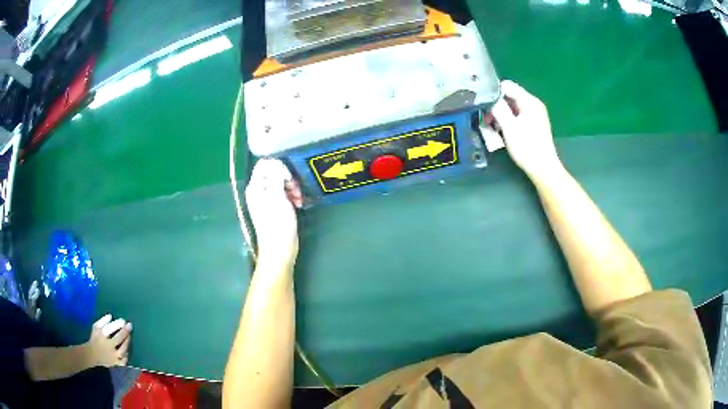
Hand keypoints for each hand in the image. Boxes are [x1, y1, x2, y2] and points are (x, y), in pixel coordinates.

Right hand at [83, 314, 131, 366]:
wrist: (92, 356)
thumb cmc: (95, 339)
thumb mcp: (95, 327)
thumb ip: (102, 321)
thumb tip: (111, 316)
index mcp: (101, 336)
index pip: (110, 328)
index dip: (117, 324)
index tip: (123, 320)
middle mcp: (108, 346)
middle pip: (119, 339)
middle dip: (125, 332)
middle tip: (130, 325)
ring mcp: (113, 356)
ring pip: (123, 349)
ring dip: (127, 342)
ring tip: (129, 336)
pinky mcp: (116, 364)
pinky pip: (124, 359)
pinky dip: (126, 354)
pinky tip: (127, 350)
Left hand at [245, 159, 302, 266]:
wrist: (280, 249)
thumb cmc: (277, 223)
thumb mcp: (277, 196)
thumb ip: (276, 176)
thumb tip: (277, 164)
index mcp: (255, 187)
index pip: (264, 164)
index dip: (278, 166)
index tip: (288, 178)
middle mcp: (259, 191)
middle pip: (274, 172)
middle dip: (288, 178)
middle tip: (295, 190)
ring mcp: (267, 199)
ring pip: (281, 182)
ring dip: (292, 187)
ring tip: (298, 199)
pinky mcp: (275, 207)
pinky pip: (284, 193)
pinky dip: (292, 196)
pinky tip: (298, 203)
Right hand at [486, 80, 562, 178]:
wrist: (543, 169)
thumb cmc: (527, 148)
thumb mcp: (509, 127)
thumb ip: (498, 108)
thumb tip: (489, 97)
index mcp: (529, 101)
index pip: (507, 86)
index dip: (493, 92)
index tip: (484, 105)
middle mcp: (533, 104)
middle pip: (510, 96)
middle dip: (496, 105)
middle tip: (486, 119)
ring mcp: (535, 114)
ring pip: (512, 107)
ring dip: (501, 115)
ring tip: (492, 127)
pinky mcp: (534, 124)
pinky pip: (517, 115)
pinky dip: (508, 120)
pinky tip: (502, 131)